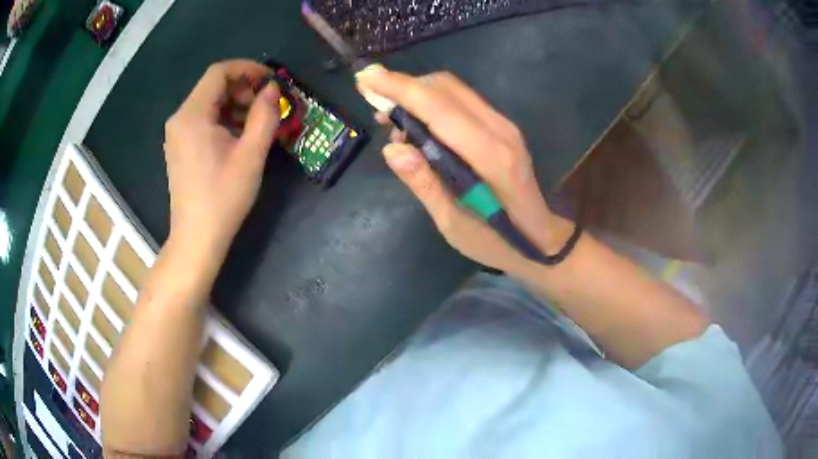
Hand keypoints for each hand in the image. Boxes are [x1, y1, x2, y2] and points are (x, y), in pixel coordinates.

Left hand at [163, 60, 280, 259]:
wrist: (197, 238)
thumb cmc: (223, 197)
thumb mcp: (251, 154)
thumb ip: (265, 115)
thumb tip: (273, 90)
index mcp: (192, 115)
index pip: (219, 72)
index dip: (247, 69)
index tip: (270, 81)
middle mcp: (180, 119)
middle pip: (213, 86)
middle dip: (242, 89)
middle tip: (265, 107)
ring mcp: (177, 134)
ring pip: (209, 103)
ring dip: (235, 105)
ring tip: (255, 125)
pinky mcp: (180, 147)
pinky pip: (202, 120)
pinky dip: (223, 120)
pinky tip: (238, 138)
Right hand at [357, 68, 573, 272]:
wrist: (540, 237)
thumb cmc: (496, 240)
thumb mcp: (453, 224)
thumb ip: (424, 184)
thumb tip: (392, 149)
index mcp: (488, 156)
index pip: (437, 106)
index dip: (399, 88)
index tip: (365, 78)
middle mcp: (499, 129)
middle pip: (444, 87)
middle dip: (403, 86)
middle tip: (374, 104)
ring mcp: (504, 125)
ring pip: (453, 89)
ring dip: (417, 92)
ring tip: (392, 118)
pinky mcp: (502, 126)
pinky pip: (462, 100)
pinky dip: (433, 101)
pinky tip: (418, 123)